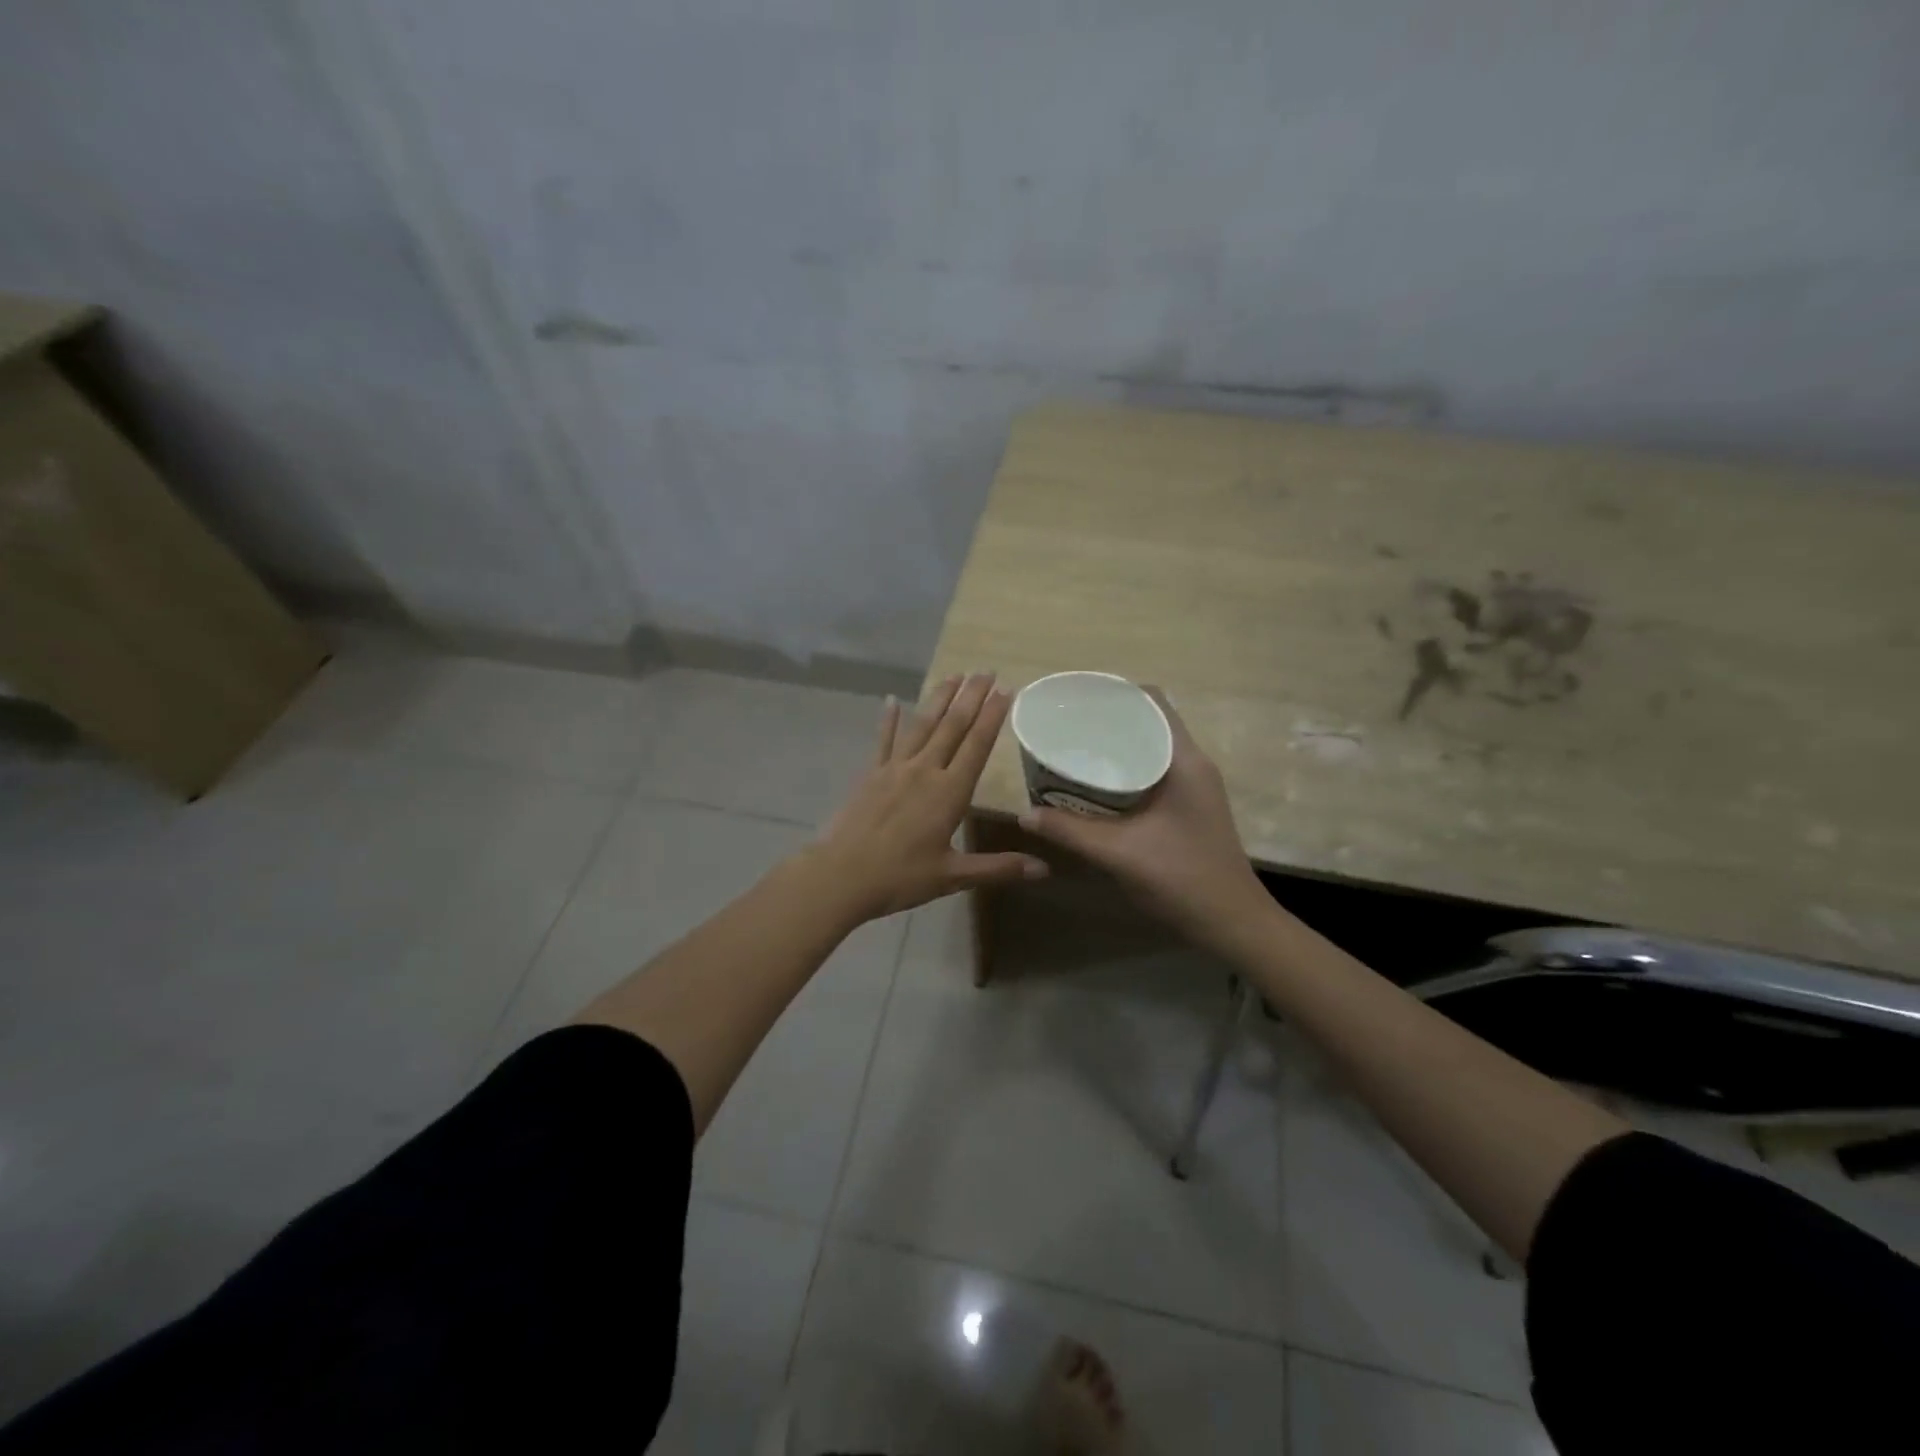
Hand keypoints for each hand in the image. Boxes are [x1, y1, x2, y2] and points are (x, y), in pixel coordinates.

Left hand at [809, 672, 1047, 921]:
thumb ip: (998, 867)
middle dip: (971, 697)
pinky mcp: (870, 774)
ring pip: (922, 725)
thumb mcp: (953, 876)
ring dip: (939, 698)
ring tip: (955, 675)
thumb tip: (1044, 869)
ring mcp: (894, 768)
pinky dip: (888, 719)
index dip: (993, 716)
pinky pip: (883, 740)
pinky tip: (891, 700)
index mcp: (949, 793)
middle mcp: (925, 771)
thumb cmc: (900, 877)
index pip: (977, 745)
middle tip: (986, 670)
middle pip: (953, 726)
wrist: (840, 875)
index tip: (1006, 689)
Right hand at [1016, 689, 1268, 949]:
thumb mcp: (1118, 853)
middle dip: (1107, 719)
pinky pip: (1151, 772)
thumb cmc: (1182, 879)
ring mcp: (1193, 786)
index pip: (1153, 702)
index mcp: (1184, 760)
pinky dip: (1124, 770)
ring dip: (1115, 747)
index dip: (1115, 692)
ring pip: (1149, 748)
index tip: (1076, 699)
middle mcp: (1192, 764)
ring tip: (1072, 749)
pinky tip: (1094, 785)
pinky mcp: (1188, 806)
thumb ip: (1069, 831)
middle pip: (1148, 722)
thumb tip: (1025, 814)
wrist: (1232, 924)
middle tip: (1064, 726)